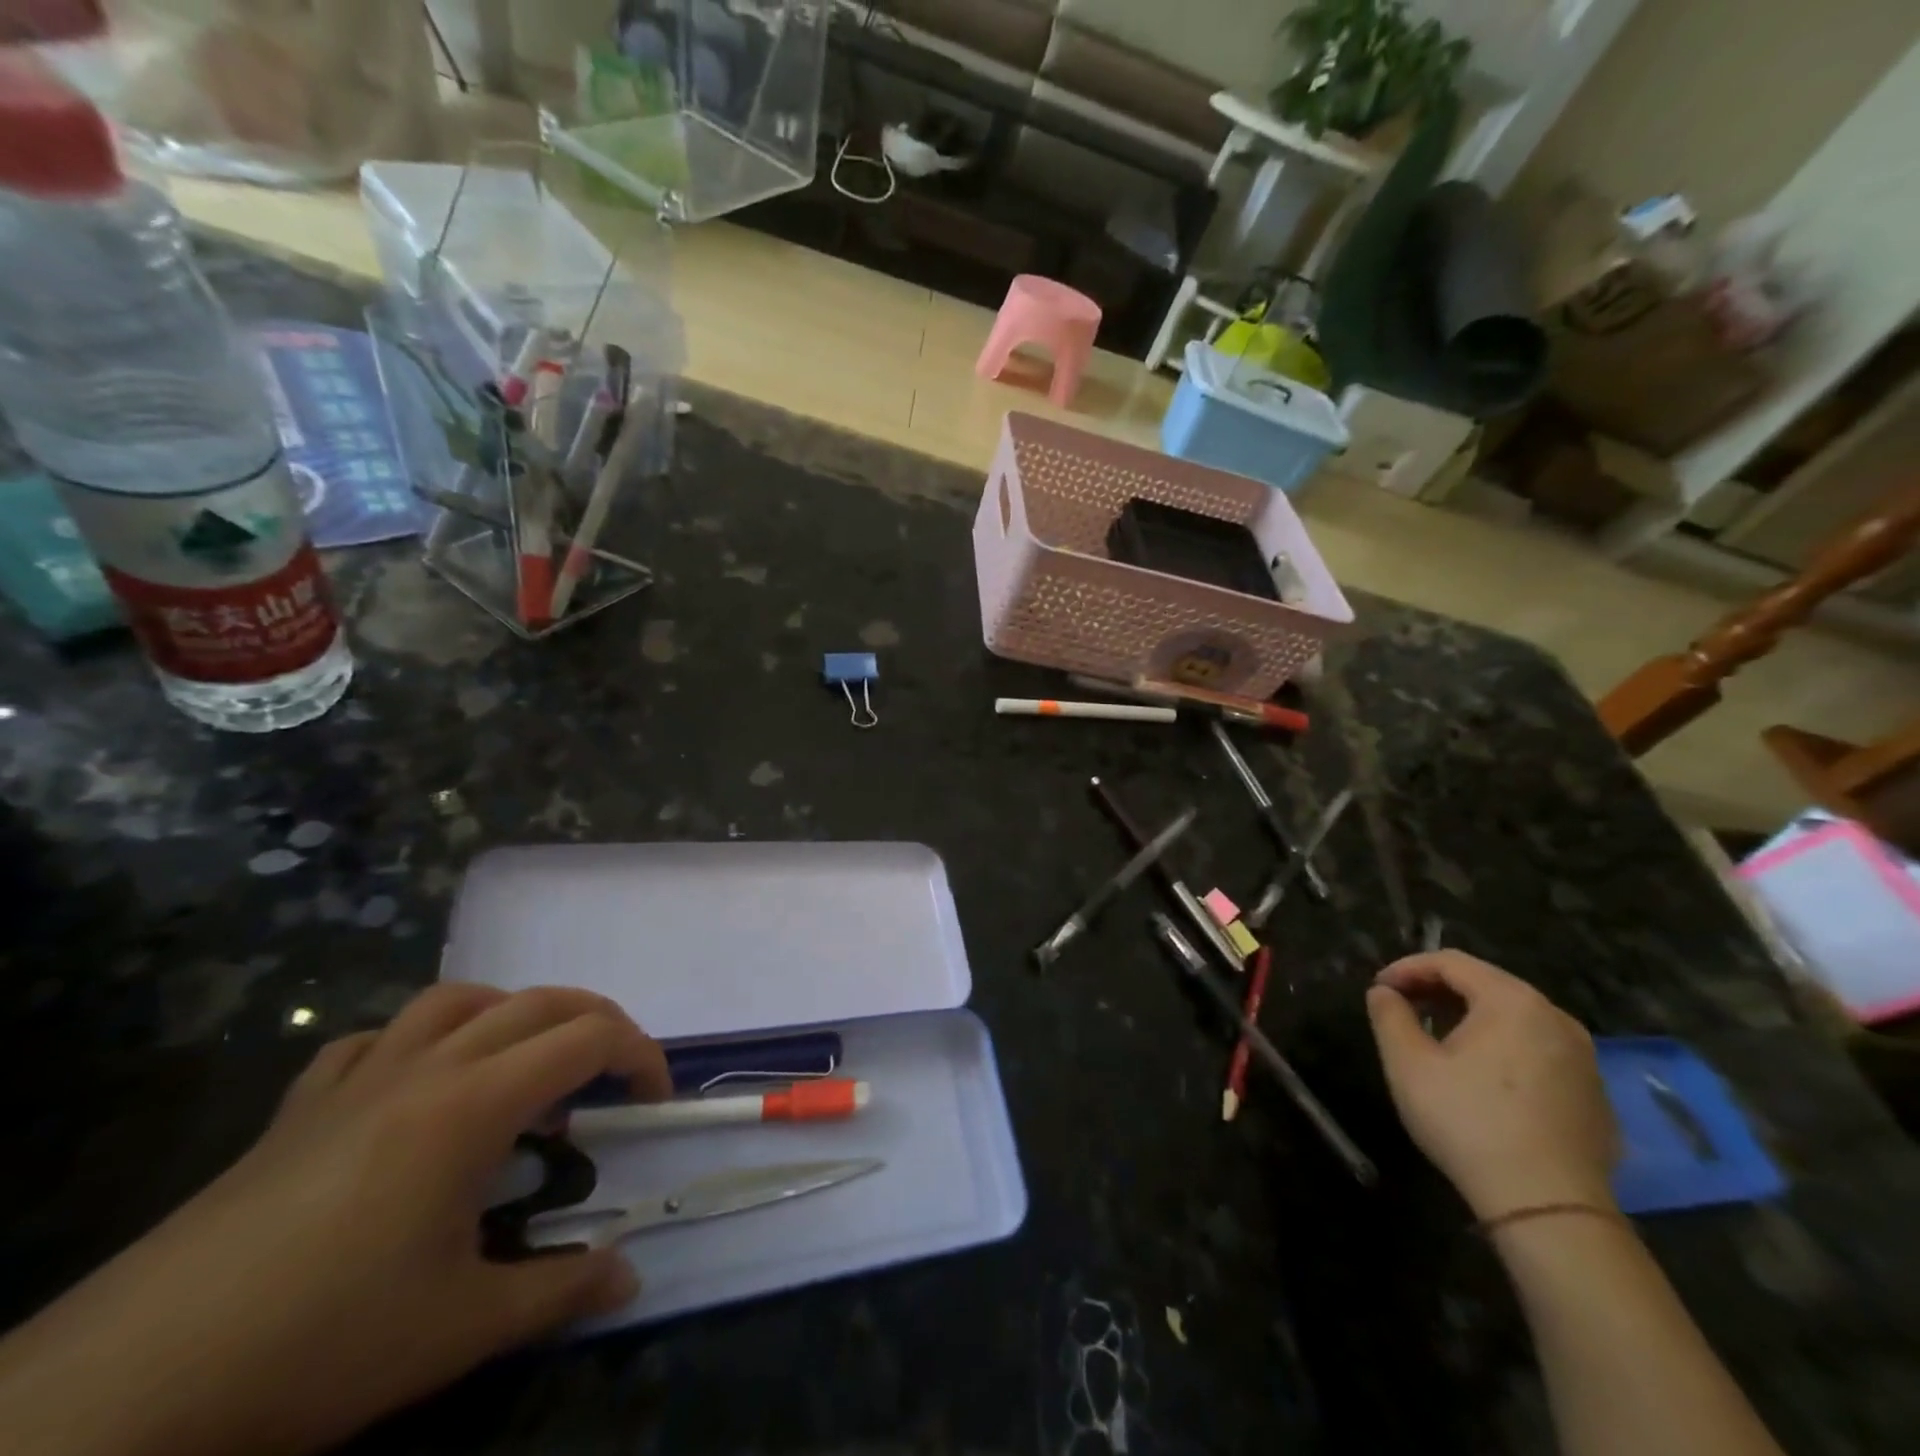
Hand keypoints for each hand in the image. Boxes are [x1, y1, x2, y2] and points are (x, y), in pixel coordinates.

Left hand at [0, 983, 669, 1455]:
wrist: (121, 1393)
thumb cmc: (316, 1346)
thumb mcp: (457, 1330)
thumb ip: (558, 1292)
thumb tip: (629, 1277)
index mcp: (472, 1105)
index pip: (587, 1039)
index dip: (639, 1055)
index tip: (654, 1101)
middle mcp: (424, 1068)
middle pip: (537, 1002)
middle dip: (595, 1023)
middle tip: (615, 1075)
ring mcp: (356, 1079)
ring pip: (457, 1000)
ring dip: (512, 1014)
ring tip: (525, 1066)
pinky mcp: (299, 1106)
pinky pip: (374, 1040)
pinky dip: (419, 1043)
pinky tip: (417, 1088)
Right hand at [1365, 952, 1617, 1219]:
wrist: (1549, 1207)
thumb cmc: (1468, 1121)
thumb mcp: (1408, 1063)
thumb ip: (1389, 1015)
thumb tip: (1384, 993)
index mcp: (1512, 1002)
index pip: (1451, 962)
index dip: (1407, 968)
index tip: (1379, 989)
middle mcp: (1556, 1018)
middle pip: (1487, 985)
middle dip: (1438, 990)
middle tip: (1402, 1008)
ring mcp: (1583, 1058)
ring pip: (1515, 1018)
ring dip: (1470, 1017)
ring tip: (1437, 1038)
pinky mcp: (1595, 1095)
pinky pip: (1538, 1051)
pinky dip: (1503, 1048)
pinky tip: (1481, 1077)